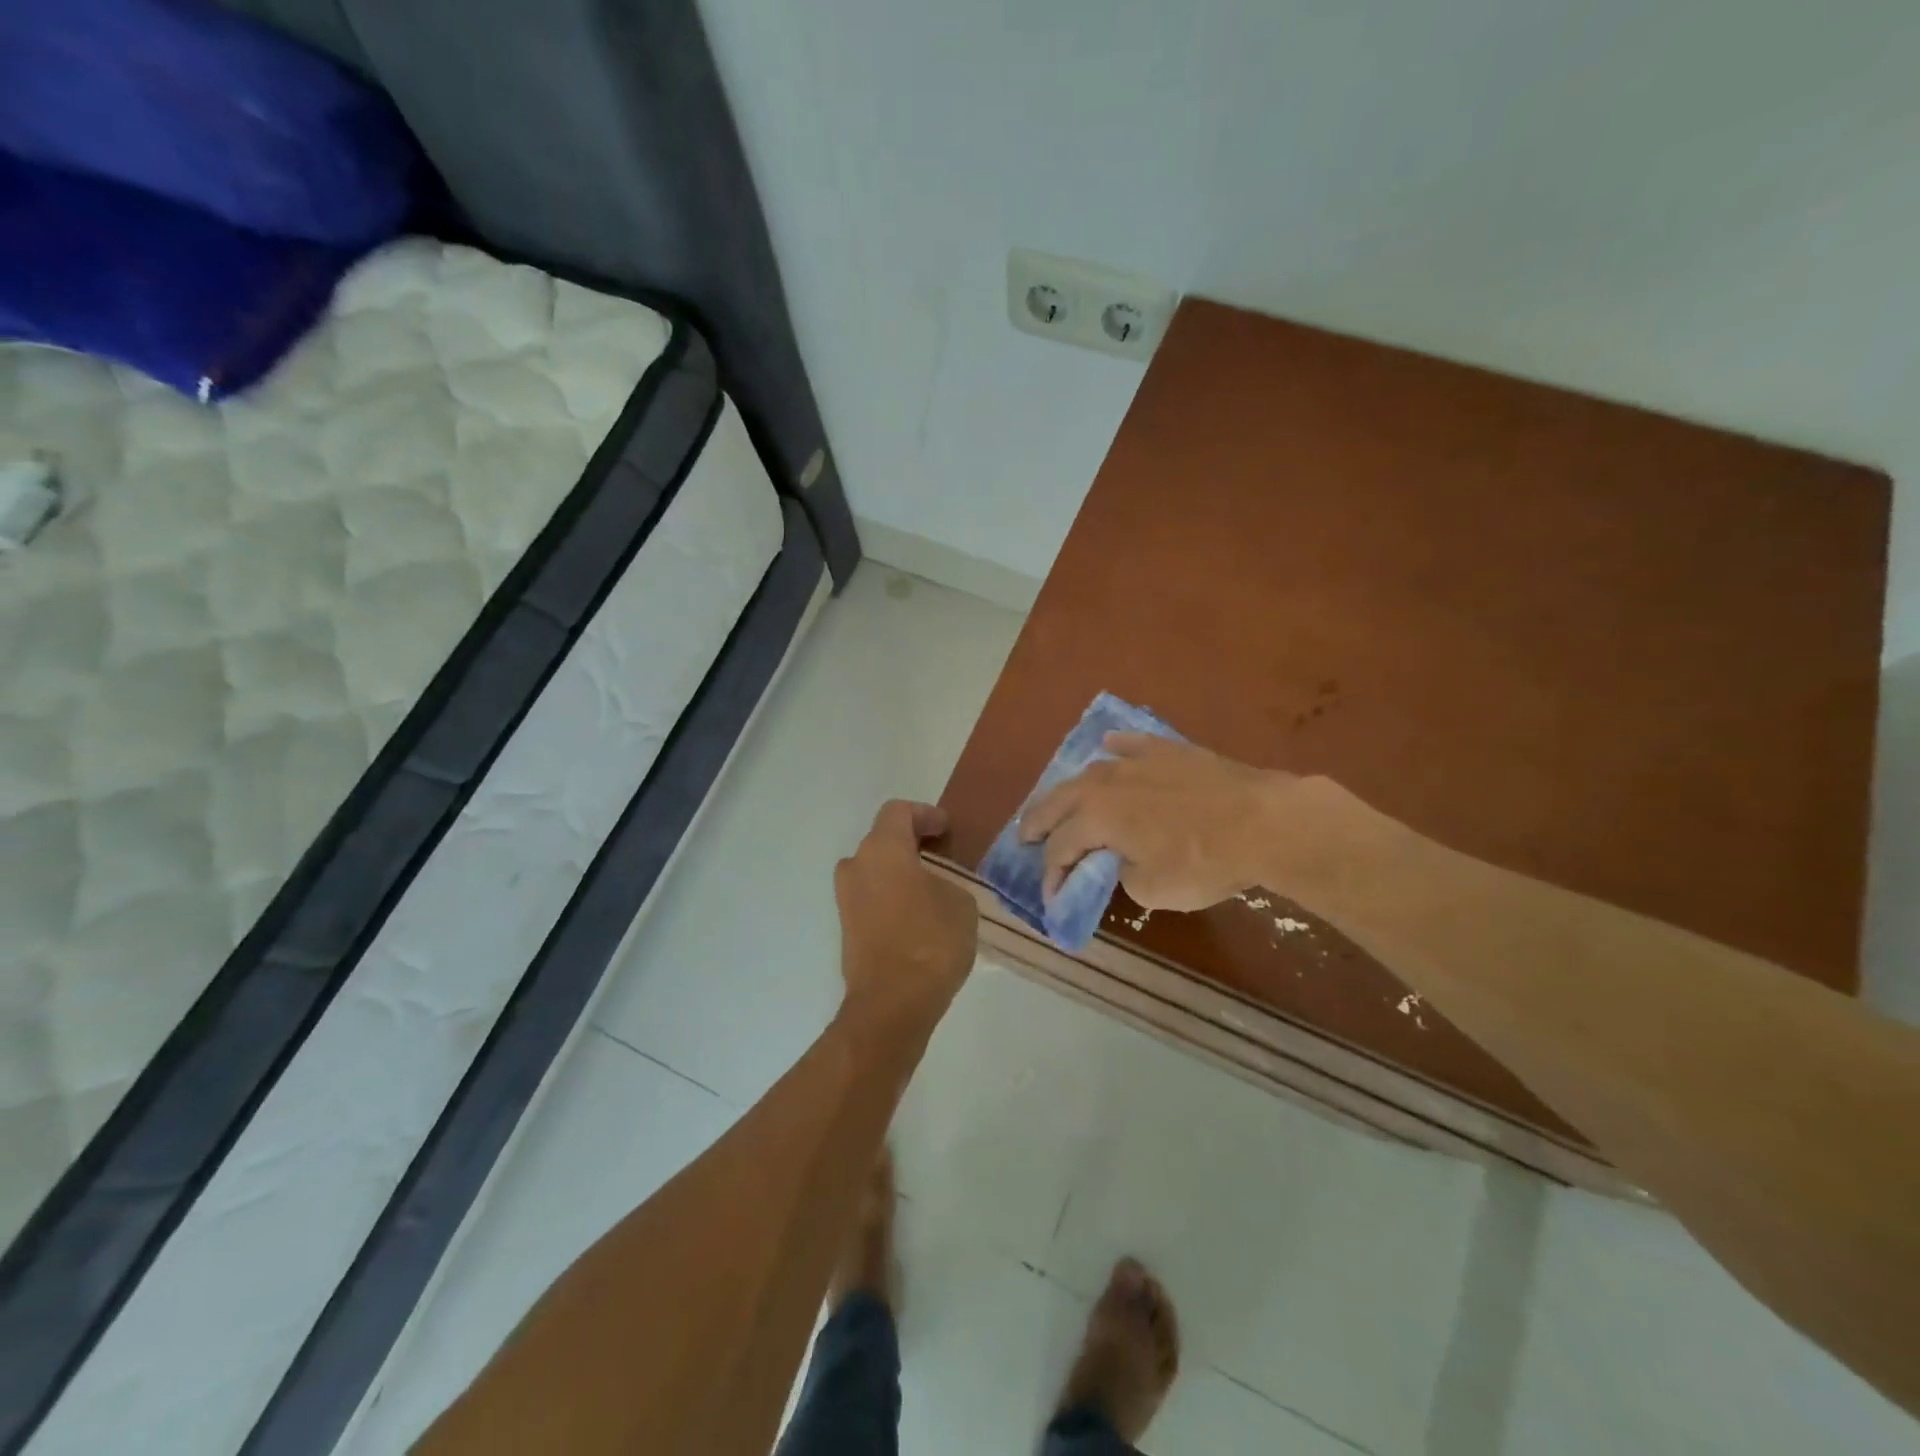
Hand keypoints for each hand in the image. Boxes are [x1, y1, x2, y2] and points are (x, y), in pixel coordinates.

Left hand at [835, 800, 979, 1043]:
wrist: (892, 1004)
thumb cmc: (931, 941)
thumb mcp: (960, 901)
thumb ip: (947, 881)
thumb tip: (935, 886)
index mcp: (882, 849)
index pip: (898, 812)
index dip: (925, 814)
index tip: (947, 830)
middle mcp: (856, 866)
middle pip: (882, 839)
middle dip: (912, 843)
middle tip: (942, 856)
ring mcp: (846, 898)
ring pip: (875, 870)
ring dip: (900, 871)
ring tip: (932, 887)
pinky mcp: (847, 927)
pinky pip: (871, 896)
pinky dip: (892, 895)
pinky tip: (918, 914)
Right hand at [1019, 734, 1371, 911]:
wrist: (1264, 821)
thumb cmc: (1204, 861)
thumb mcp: (1153, 889)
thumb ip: (1123, 875)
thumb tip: (1122, 862)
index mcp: (1095, 817)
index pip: (1060, 849)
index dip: (1052, 875)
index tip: (1052, 898)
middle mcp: (1105, 783)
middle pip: (1059, 801)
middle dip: (1039, 822)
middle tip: (1025, 837)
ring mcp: (1136, 761)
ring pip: (1090, 773)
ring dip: (1070, 791)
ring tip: (1060, 801)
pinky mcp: (1168, 750)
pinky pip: (1130, 745)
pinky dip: (1115, 749)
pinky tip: (1108, 748)